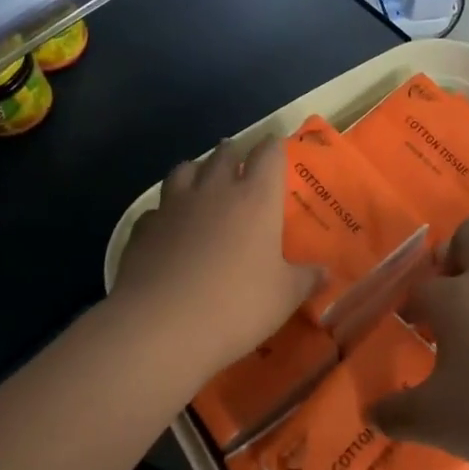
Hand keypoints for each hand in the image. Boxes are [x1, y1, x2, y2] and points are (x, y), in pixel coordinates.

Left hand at [114, 136, 317, 381]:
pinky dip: (165, 209)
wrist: (160, 325)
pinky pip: (157, 207)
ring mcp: (174, 206)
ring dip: (196, 170)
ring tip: (201, 178)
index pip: (268, 155)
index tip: (276, 144)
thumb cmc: (236, 305)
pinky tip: (167, 224)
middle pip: (224, 155)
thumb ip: (306, 279)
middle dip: (233, 153)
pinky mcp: (144, 228)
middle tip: (239, 160)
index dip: (273, 146)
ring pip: (185, 169)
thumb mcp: (284, 297)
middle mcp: (214, 191)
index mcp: (255, 199)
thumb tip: (325, 272)